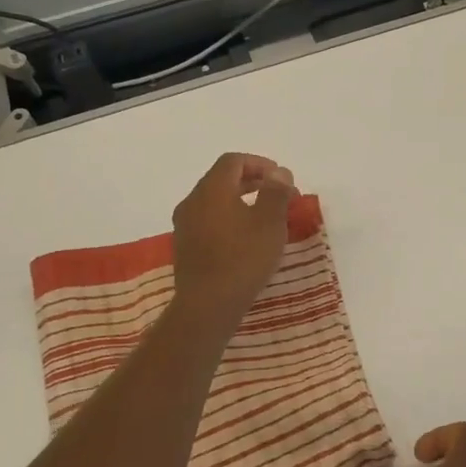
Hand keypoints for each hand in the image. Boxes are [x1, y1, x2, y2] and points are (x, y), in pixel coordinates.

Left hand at [170, 152, 296, 324]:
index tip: (281, 179)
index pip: (233, 161)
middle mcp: (192, 201)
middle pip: (222, 179)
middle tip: (278, 196)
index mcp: (212, 189)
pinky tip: (245, 240)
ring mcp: (184, 225)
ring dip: (240, 201)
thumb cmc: (243, 258)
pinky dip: (228, 219)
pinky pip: (208, 221)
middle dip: (252, 182)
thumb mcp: (270, 222)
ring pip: (214, 201)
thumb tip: (279, 172)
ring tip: (265, 218)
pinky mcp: (185, 247)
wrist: (207, 305)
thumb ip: (276, 191)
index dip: (259, 164)